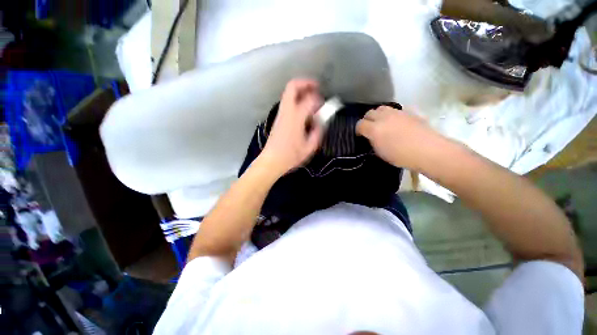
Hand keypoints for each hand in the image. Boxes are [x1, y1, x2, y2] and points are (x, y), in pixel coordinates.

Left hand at [261, 79, 322, 174]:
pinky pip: (288, 99)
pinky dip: (297, 96)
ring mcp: (281, 112)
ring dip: (301, 89)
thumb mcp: (310, 147)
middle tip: (317, 86)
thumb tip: (320, 122)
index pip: (310, 99)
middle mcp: (287, 110)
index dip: (319, 99)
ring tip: (312, 94)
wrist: (271, 160)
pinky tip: (304, 106)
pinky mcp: (279, 116)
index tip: (324, 105)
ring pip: (288, 91)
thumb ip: (318, 131)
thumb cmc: (291, 155)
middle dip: (305, 83)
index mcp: (296, 117)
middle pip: (292, 86)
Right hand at [356, 106, 445, 170]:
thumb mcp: (384, 154)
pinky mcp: (407, 112)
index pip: (360, 125)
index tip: (361, 135)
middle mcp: (383, 117)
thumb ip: (375, 144)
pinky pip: (396, 111)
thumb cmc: (404, 157)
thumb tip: (373, 139)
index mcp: (374, 129)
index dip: (359, 130)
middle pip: (370, 113)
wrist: (427, 149)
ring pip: (382, 108)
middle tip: (371, 128)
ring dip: (380, 115)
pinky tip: (398, 122)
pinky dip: (394, 115)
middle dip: (368, 119)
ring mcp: (396, 112)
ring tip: (384, 122)